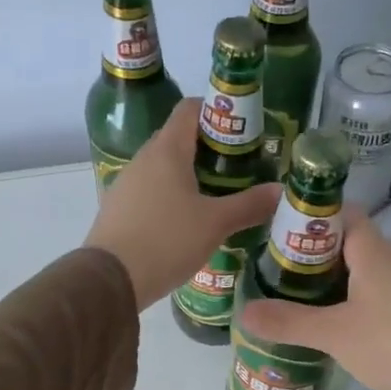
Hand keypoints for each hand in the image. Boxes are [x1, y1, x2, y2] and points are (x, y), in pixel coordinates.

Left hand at [84, 99, 281, 310]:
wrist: (110, 279)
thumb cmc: (167, 240)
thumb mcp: (215, 223)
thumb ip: (249, 205)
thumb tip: (280, 191)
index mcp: (167, 150)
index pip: (190, 109)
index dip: (216, 111)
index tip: (241, 130)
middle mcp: (143, 159)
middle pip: (178, 139)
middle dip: (209, 148)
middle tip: (238, 168)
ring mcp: (126, 184)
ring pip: (163, 168)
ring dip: (189, 175)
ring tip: (218, 196)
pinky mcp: (118, 209)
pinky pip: (150, 192)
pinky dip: (171, 197)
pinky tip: (187, 222)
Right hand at [235, 211, 390, 389]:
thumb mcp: (335, 335)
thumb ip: (289, 322)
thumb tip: (244, 312)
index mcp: (376, 251)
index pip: (344, 215)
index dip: (315, 220)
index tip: (286, 237)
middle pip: (358, 244)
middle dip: (325, 257)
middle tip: (292, 278)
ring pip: (378, 271)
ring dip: (350, 282)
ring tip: (319, 305)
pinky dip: (373, 303)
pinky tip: (361, 330)